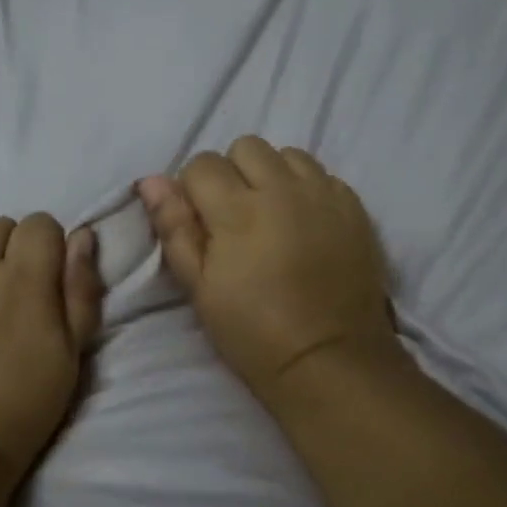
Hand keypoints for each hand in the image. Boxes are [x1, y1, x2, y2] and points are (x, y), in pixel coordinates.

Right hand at [137, 136, 403, 405]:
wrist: (329, 359)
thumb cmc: (253, 331)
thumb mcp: (198, 287)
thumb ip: (175, 228)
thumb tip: (151, 180)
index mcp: (238, 209)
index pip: (201, 163)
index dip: (193, 190)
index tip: (201, 224)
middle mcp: (283, 188)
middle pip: (245, 147)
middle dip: (231, 173)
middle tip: (235, 218)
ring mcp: (324, 194)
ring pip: (287, 154)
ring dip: (272, 175)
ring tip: (273, 215)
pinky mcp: (355, 207)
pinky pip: (323, 174)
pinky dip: (307, 188)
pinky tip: (305, 223)